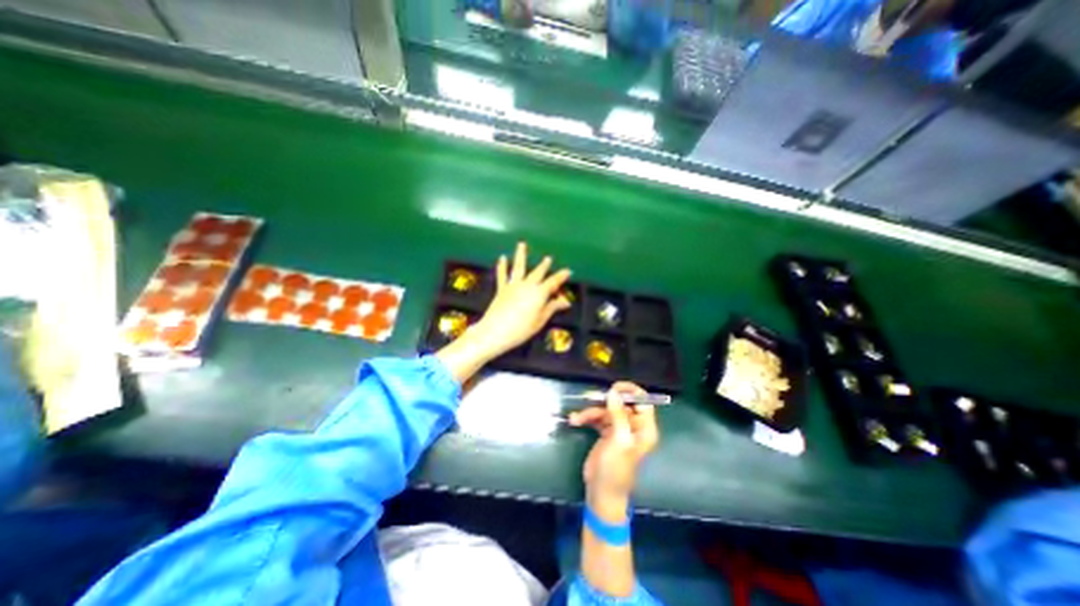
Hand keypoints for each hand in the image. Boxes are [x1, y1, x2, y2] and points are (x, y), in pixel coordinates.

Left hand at [472, 241, 573, 360]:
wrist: (495, 332)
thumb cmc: (520, 329)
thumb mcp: (540, 321)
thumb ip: (552, 308)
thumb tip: (565, 301)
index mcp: (539, 293)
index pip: (553, 282)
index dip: (561, 276)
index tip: (568, 271)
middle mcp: (527, 286)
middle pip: (538, 272)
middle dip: (544, 265)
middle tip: (548, 258)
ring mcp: (513, 286)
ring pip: (519, 267)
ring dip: (521, 255)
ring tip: (522, 244)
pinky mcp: (501, 289)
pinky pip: (502, 275)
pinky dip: (502, 266)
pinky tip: (502, 258)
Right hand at [566, 383, 657, 515]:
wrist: (601, 492)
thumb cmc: (615, 469)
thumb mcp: (619, 441)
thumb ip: (618, 415)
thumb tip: (614, 392)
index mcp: (644, 428)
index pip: (643, 402)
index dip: (630, 391)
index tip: (614, 388)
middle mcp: (634, 426)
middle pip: (622, 403)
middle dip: (605, 401)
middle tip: (590, 398)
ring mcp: (619, 429)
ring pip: (606, 410)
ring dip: (590, 412)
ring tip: (577, 418)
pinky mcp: (606, 432)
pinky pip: (597, 418)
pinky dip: (586, 418)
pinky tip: (575, 421)